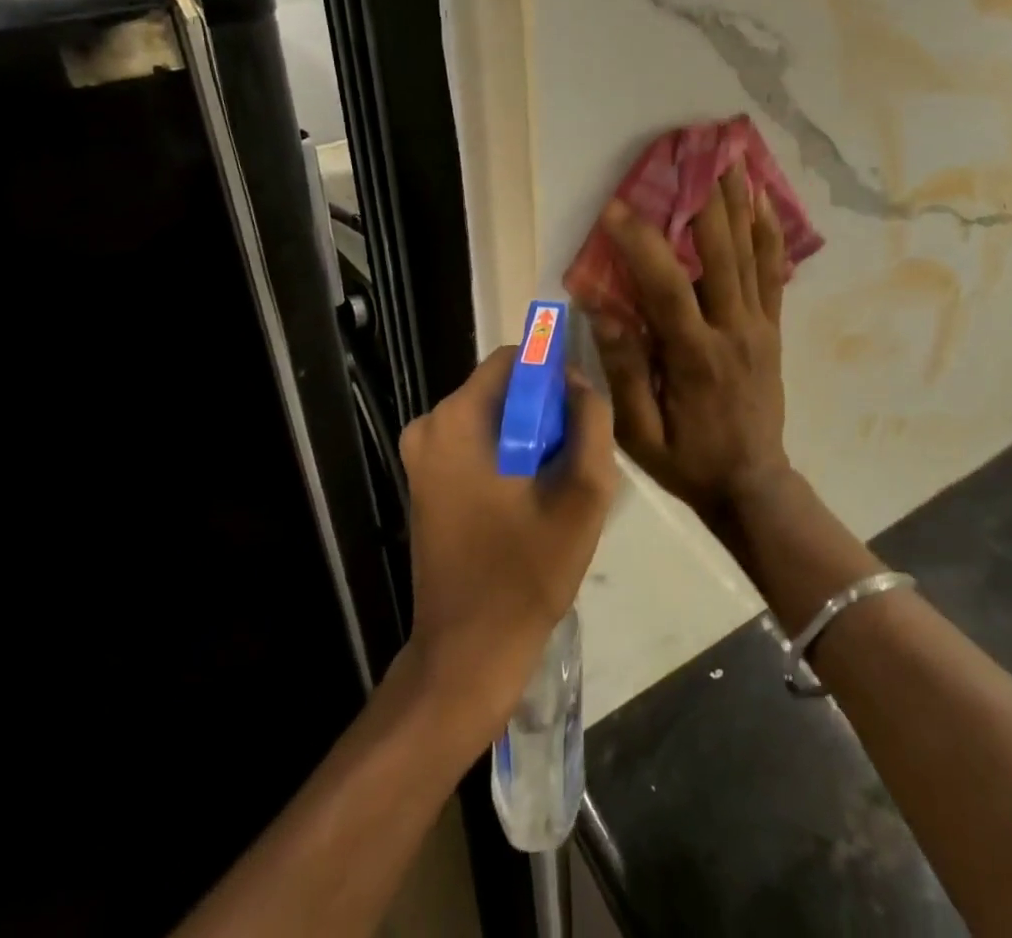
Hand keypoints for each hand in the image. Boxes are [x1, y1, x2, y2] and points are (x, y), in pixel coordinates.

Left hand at [398, 346, 616, 741]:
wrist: (468, 653)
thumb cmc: (526, 571)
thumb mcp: (582, 493)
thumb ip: (590, 422)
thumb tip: (579, 382)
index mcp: (457, 420)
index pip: (513, 359)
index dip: (553, 373)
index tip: (581, 410)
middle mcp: (428, 427)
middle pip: (501, 388)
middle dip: (543, 409)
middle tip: (574, 455)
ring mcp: (421, 457)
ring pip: (491, 418)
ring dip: (528, 435)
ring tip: (555, 483)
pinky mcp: (424, 483)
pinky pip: (475, 444)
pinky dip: (506, 455)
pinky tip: (529, 498)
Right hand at [583, 167, 792, 522]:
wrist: (753, 485)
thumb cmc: (687, 460)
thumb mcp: (639, 432)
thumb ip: (623, 368)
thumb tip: (601, 309)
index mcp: (695, 357)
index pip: (666, 288)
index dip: (640, 244)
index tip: (615, 208)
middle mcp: (734, 330)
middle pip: (721, 253)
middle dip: (704, 200)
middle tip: (692, 154)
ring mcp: (760, 327)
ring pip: (752, 254)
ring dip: (740, 203)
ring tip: (731, 158)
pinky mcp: (773, 330)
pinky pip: (775, 274)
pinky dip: (769, 234)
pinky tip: (763, 201)